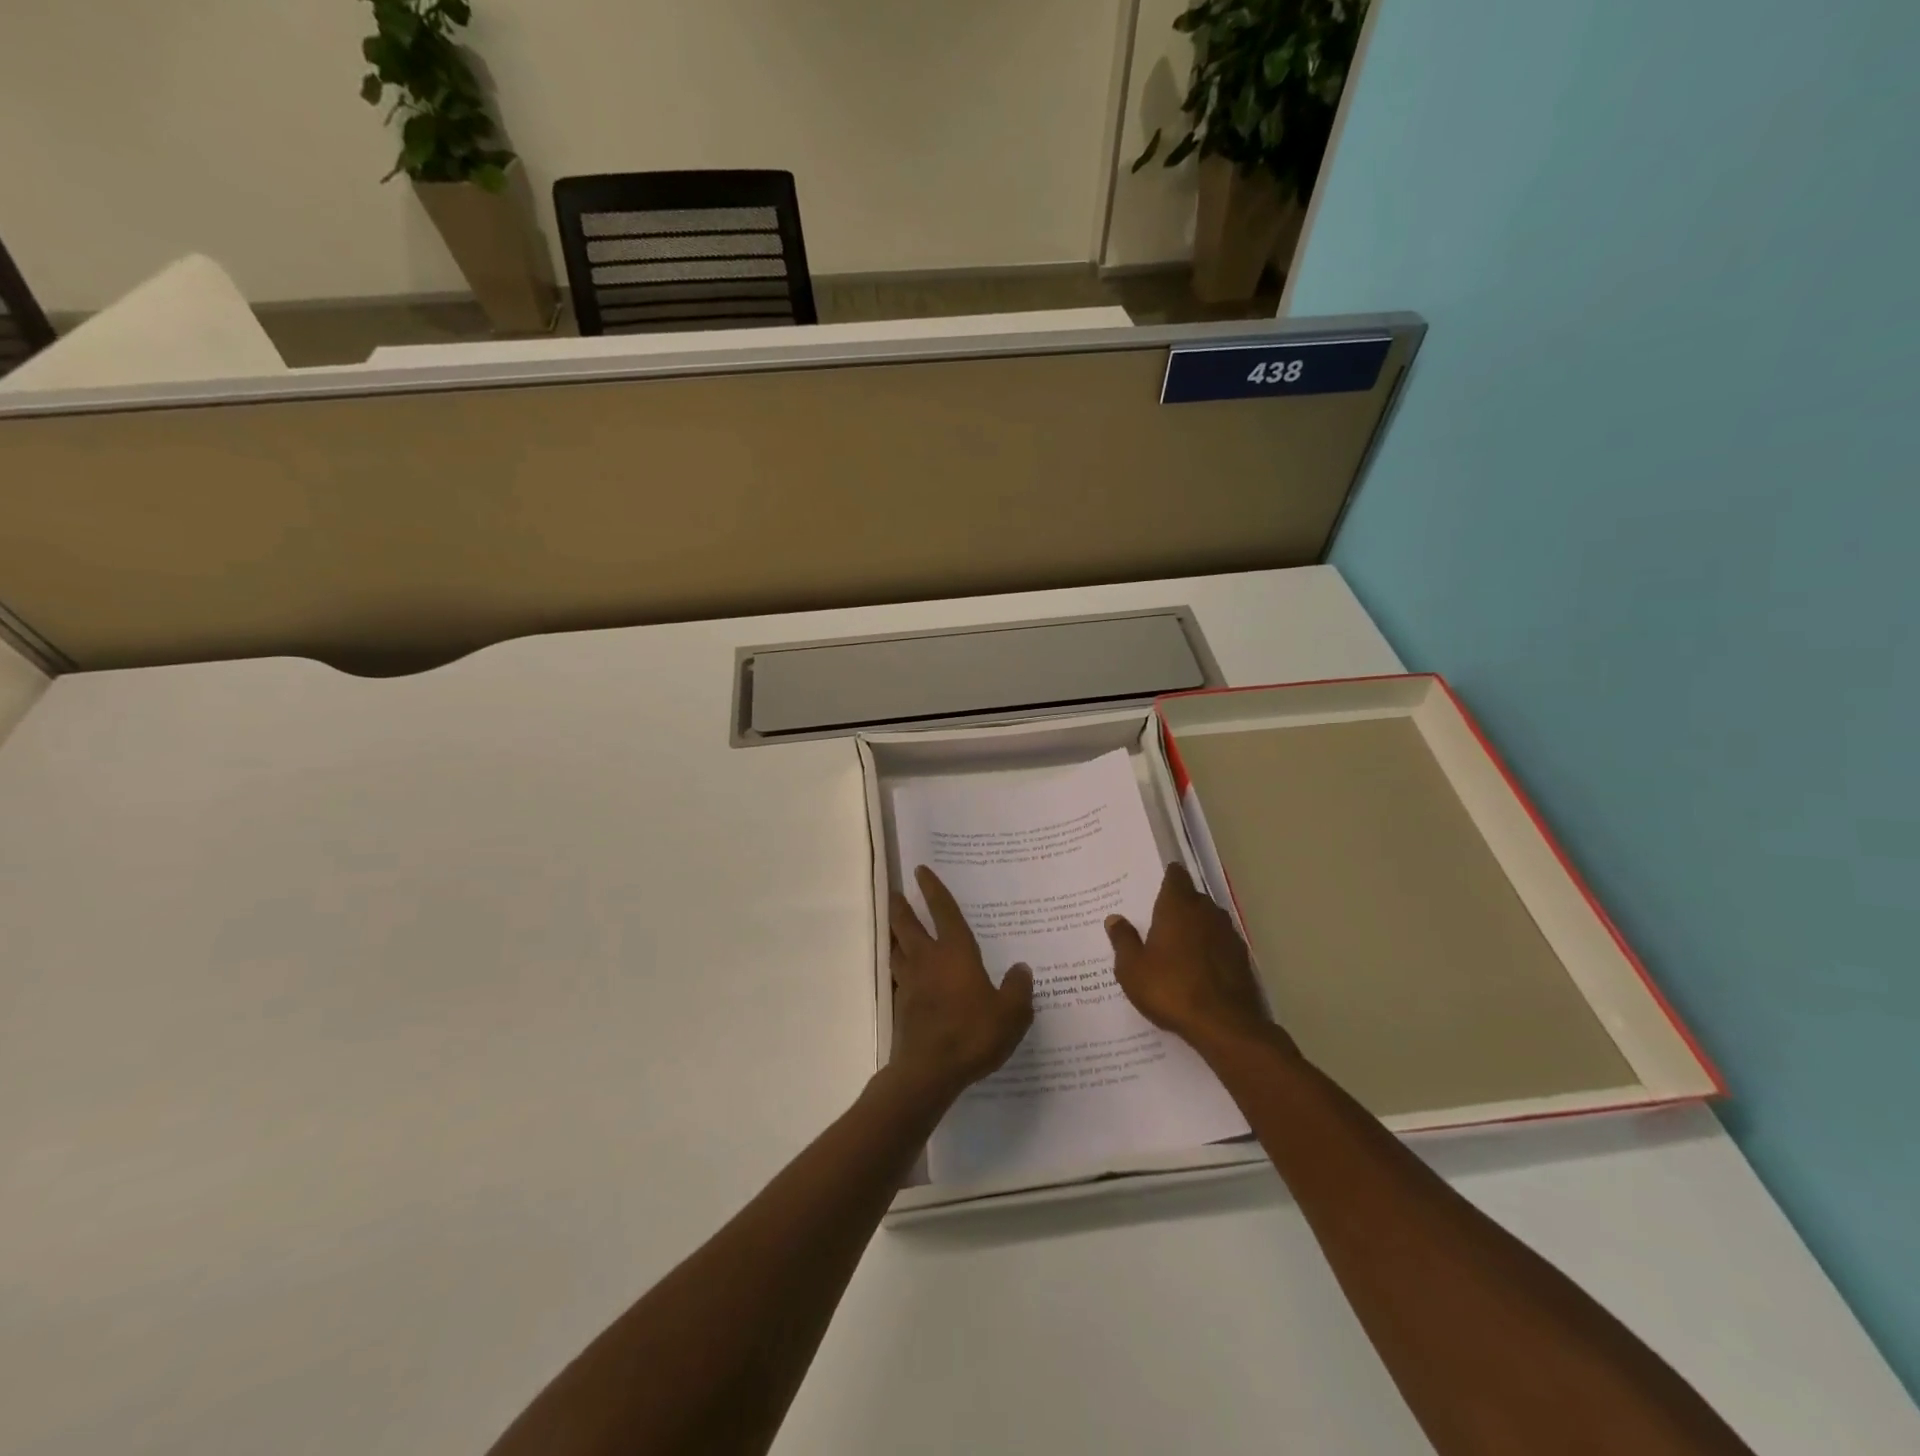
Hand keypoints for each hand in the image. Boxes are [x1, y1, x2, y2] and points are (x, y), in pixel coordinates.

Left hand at [887, 865, 1034, 1103]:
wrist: (929, 1071)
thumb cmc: (973, 1034)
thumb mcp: (1011, 1014)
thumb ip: (1018, 989)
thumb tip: (1021, 968)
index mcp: (955, 953)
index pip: (943, 912)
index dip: (933, 889)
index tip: (920, 871)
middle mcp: (928, 960)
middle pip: (908, 925)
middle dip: (901, 907)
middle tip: (896, 893)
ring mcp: (909, 983)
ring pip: (896, 948)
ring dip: (894, 935)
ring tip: (894, 929)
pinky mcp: (900, 1006)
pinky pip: (897, 977)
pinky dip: (899, 968)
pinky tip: (904, 975)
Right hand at [1106, 863, 1292, 1056]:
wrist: (1224, 1024)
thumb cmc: (1170, 989)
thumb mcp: (1132, 968)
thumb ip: (1123, 940)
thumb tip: (1114, 918)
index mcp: (1177, 907)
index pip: (1175, 877)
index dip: (1168, 877)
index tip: (1158, 882)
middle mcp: (1205, 912)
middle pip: (1193, 897)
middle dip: (1180, 903)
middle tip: (1161, 917)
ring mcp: (1228, 934)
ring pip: (1210, 920)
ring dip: (1198, 926)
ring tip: (1180, 943)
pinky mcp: (1242, 958)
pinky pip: (1222, 943)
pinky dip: (1211, 948)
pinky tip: (1200, 966)